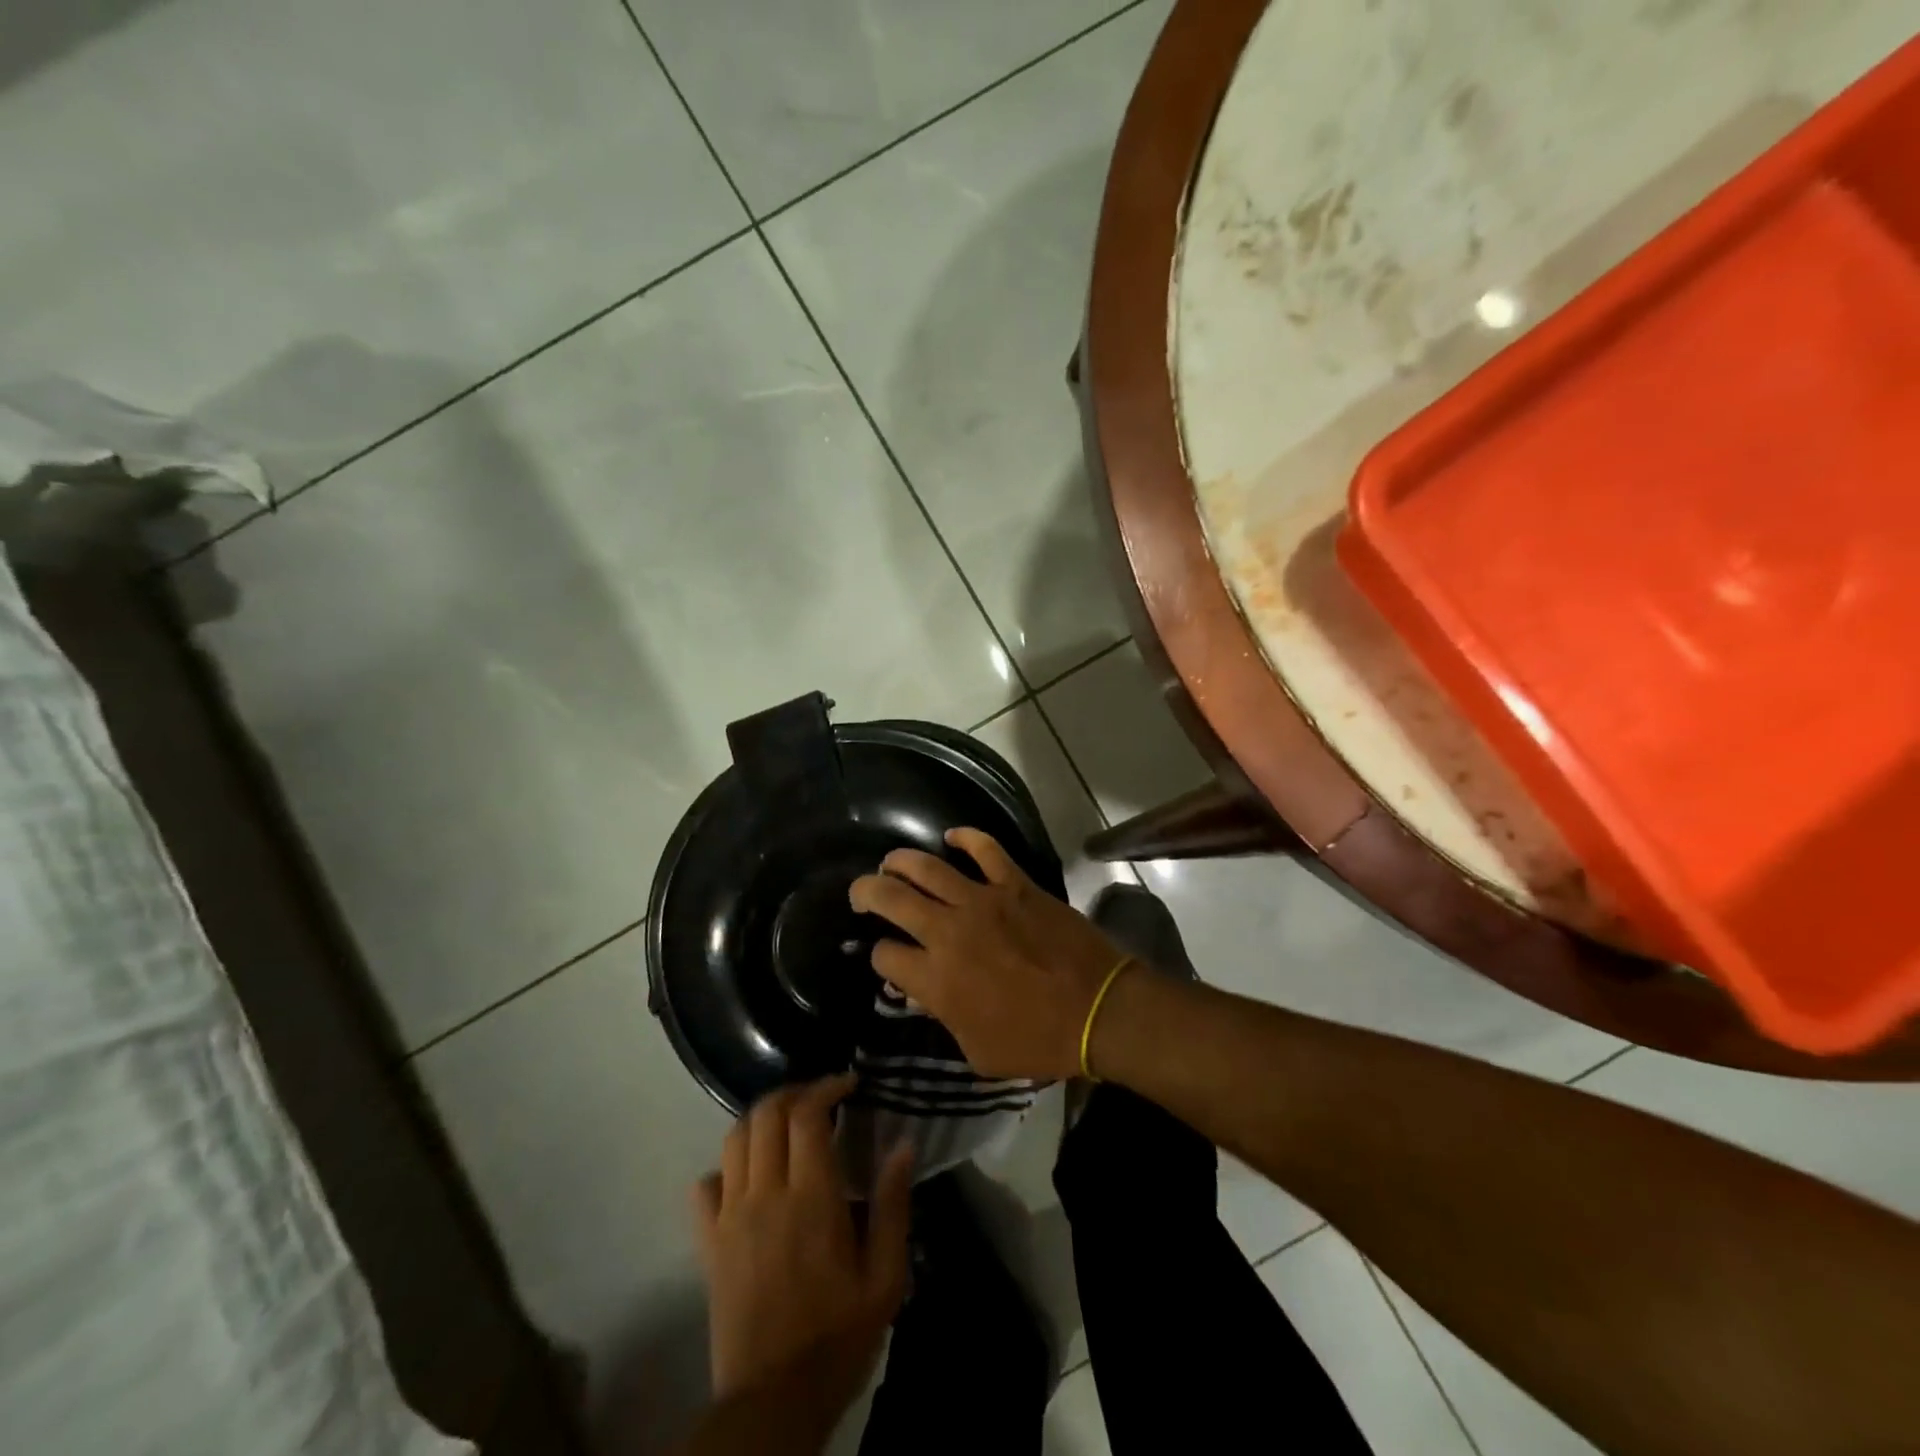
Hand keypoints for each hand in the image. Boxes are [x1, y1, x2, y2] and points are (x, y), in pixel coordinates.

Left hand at [694, 1074, 913, 1411]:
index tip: (849, 1083)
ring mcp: (730, 1218)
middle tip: (821, 1098)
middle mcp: (765, 1195)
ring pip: (734, 1139)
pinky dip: (725, 1167)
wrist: (773, 1402)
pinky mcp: (709, 1244)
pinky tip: (749, 1176)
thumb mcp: (885, 1277)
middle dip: (794, 1092)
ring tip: (788, 1125)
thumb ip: (893, 1206)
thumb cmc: (838, 1336)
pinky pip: (705, 1186)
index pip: (807, 1115)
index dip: (827, 1086)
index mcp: (811, 1198)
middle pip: (766, 1113)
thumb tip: (903, 1145)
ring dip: (762, 1119)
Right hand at [848, 828, 1127, 1080]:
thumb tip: (924, 992)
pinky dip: (966, 837)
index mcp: (936, 979)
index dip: (879, 956)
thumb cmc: (1037, 1041)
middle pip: (890, 898)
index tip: (889, 960)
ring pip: (926, 866)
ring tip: (890, 862)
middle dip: (866, 892)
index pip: (885, 955)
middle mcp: (949, 931)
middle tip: (862, 893)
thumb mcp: (977, 1052)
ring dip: (900, 861)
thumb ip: (943, 1018)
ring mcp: (982, 900)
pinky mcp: (1014, 884)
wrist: (1098, 1011)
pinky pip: (985, 848)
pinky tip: (951, 836)